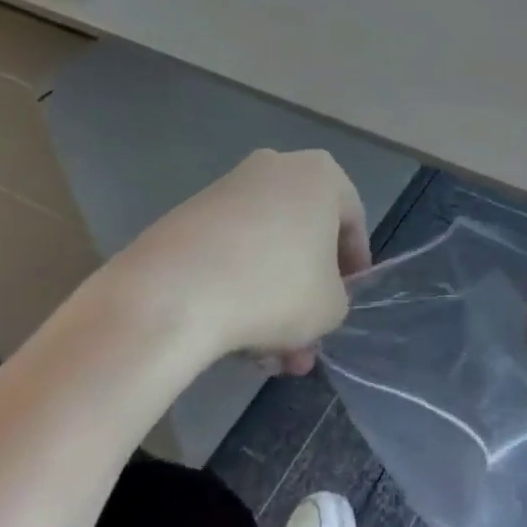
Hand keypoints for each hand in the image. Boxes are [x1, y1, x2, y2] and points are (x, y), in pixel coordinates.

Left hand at [105, 149, 367, 374]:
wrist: (173, 293)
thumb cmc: (273, 288)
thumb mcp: (330, 307)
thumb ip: (338, 298)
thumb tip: (316, 299)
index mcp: (321, 174)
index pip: (352, 221)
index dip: (353, 267)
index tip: (345, 304)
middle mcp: (277, 167)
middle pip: (304, 236)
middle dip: (306, 294)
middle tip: (303, 343)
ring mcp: (229, 188)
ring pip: (266, 249)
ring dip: (272, 301)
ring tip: (264, 358)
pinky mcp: (189, 214)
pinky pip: (229, 251)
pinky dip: (237, 288)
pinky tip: (232, 338)